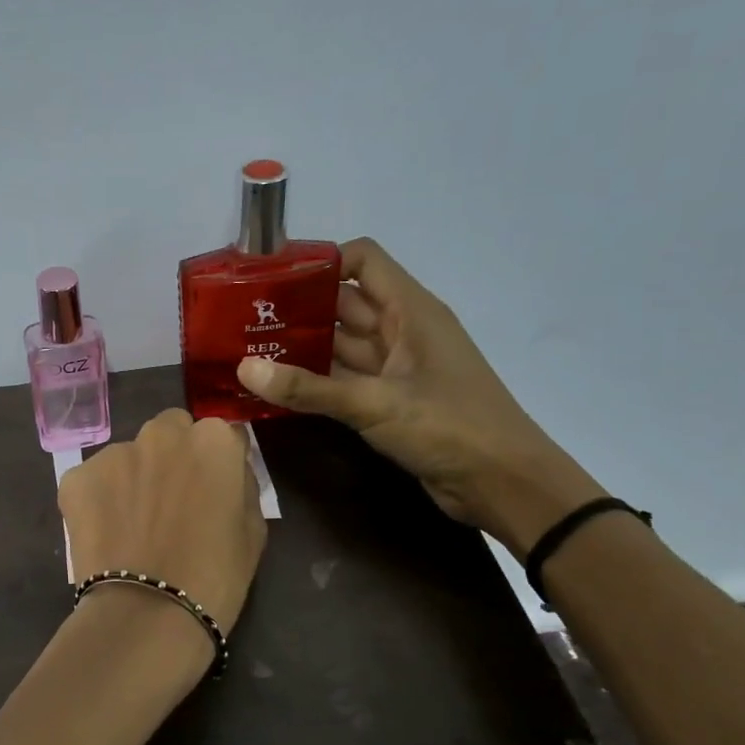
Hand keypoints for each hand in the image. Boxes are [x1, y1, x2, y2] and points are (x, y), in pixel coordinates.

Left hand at [58, 409, 265, 633]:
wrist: (147, 614)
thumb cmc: (215, 577)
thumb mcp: (253, 530)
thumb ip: (240, 486)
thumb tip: (226, 474)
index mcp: (212, 441)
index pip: (221, 436)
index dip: (217, 465)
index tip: (212, 492)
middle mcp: (162, 433)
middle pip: (170, 433)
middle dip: (172, 457)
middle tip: (171, 503)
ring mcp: (114, 452)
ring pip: (128, 456)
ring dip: (133, 478)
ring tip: (133, 526)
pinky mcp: (77, 477)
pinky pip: (93, 481)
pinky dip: (99, 500)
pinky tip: (107, 535)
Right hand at [235, 238, 603, 557]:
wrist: (503, 483)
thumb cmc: (450, 427)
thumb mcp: (375, 404)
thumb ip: (309, 388)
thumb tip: (245, 369)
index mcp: (410, 311)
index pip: (362, 261)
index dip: (320, 262)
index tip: (271, 279)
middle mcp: (401, 331)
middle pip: (342, 304)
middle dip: (297, 308)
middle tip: (241, 319)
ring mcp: (395, 368)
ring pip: (340, 345)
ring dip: (300, 348)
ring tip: (247, 351)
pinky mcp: (388, 401)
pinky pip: (343, 380)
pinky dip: (313, 382)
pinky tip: (275, 388)